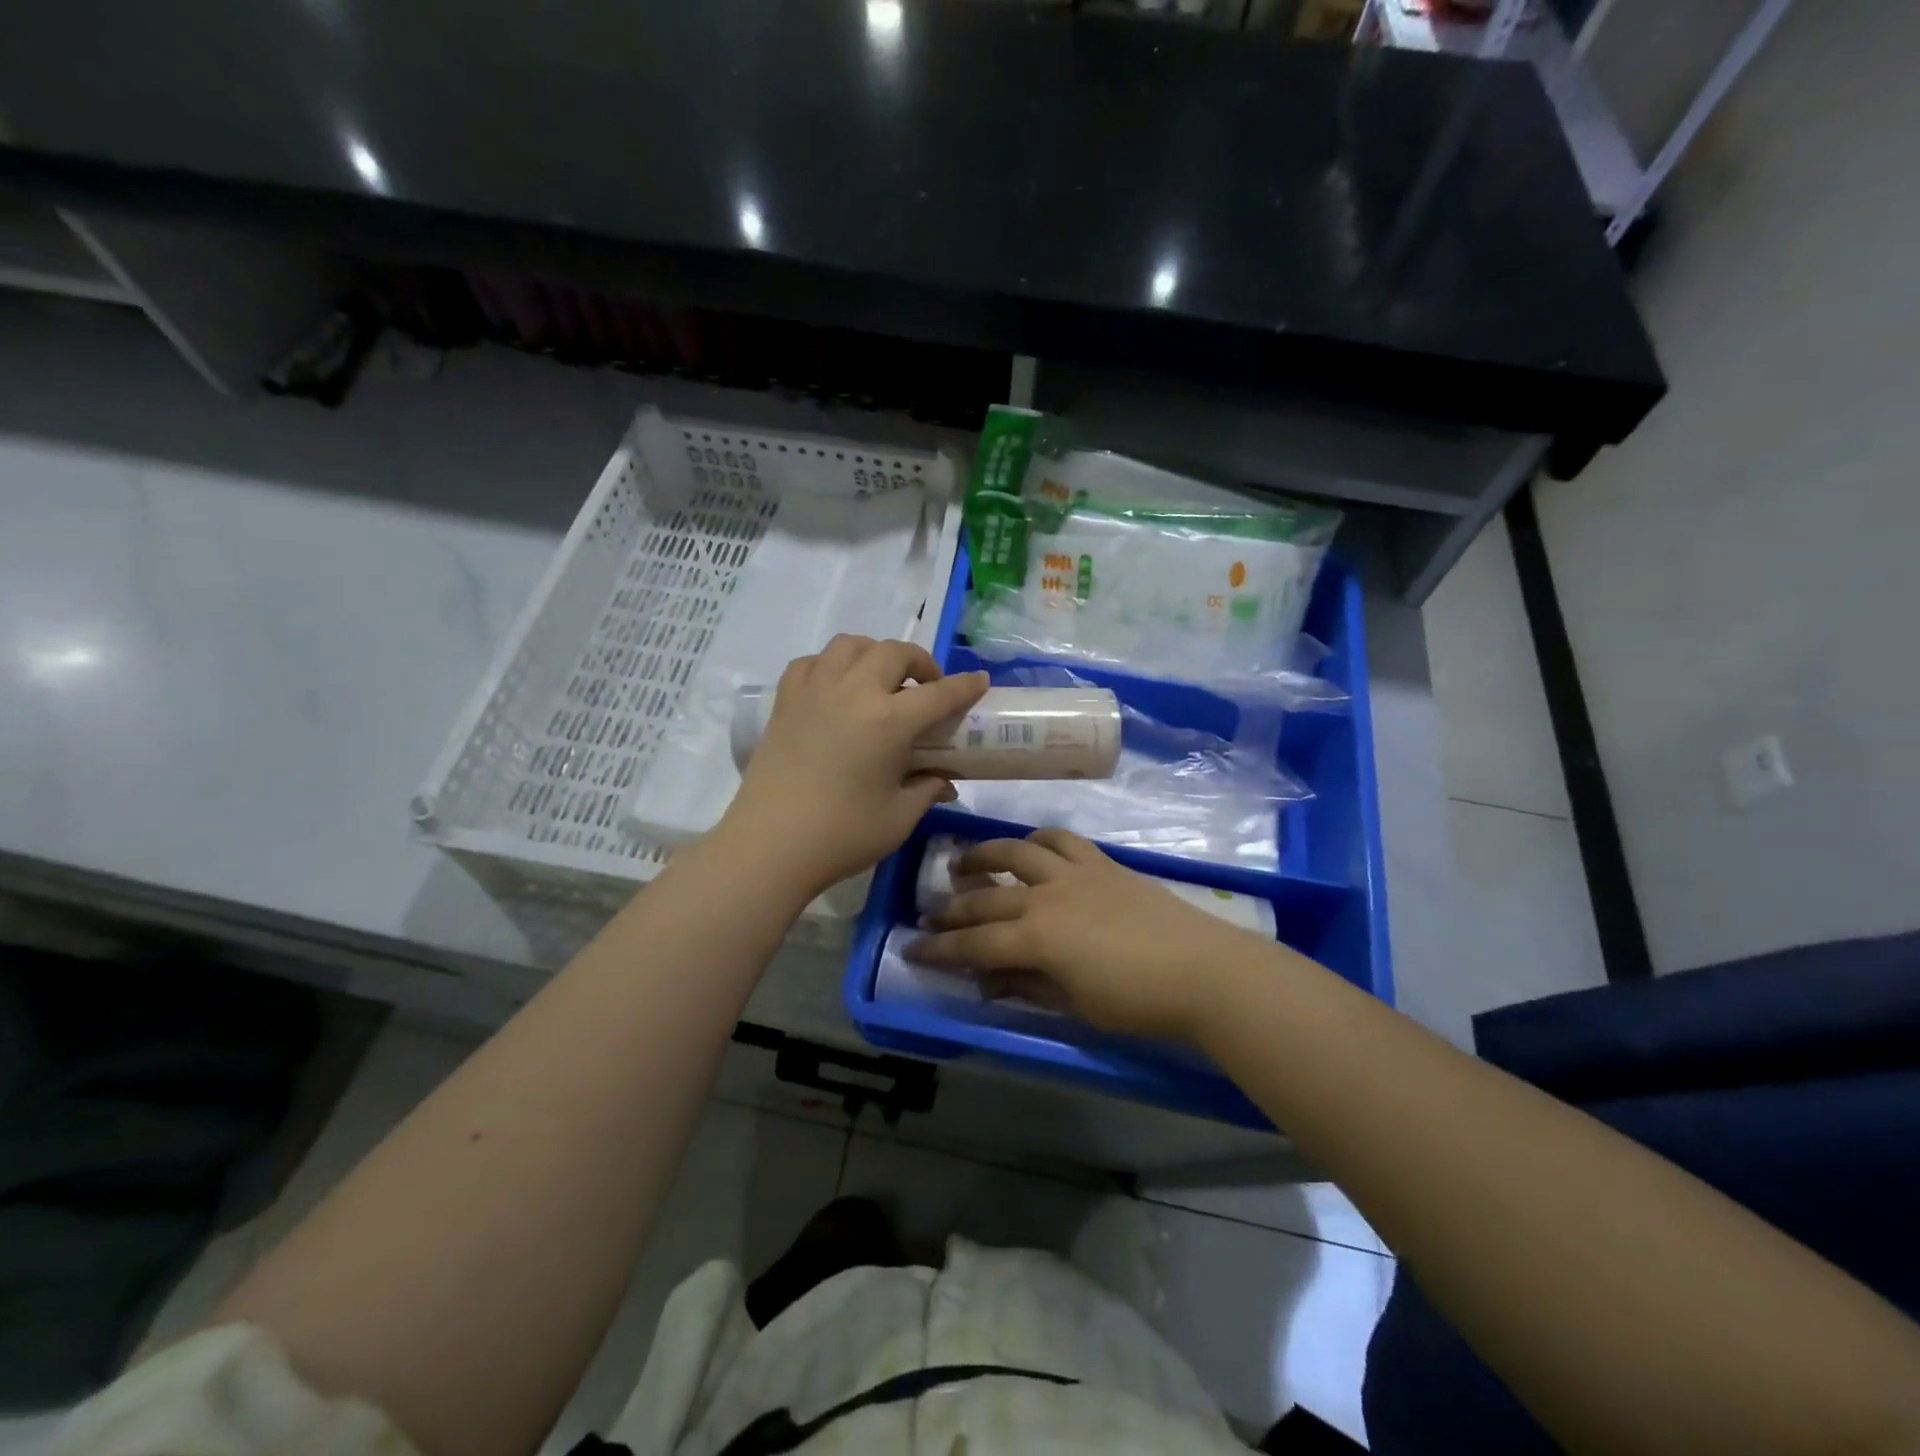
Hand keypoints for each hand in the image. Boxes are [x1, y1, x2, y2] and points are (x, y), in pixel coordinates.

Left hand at [723, 635, 988, 900]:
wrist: (770, 846)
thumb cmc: (842, 835)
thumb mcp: (899, 817)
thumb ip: (927, 790)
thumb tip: (944, 780)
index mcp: (889, 721)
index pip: (939, 693)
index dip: (964, 686)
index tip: (979, 681)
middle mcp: (853, 692)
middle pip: (894, 652)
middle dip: (919, 662)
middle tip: (927, 687)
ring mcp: (814, 691)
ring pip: (850, 645)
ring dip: (875, 654)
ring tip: (881, 679)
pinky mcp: (785, 702)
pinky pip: (811, 662)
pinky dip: (831, 665)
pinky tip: (836, 687)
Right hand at [907, 828, 1259, 1042]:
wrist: (1202, 969)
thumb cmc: (1137, 1000)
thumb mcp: (1074, 1004)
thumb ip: (1026, 986)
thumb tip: (987, 981)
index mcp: (1036, 938)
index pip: (973, 944)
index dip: (939, 948)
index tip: (911, 948)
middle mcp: (1046, 896)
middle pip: (986, 898)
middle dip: (952, 907)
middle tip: (930, 913)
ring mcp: (1074, 873)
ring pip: (1016, 851)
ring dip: (984, 855)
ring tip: (963, 863)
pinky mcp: (1100, 863)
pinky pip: (1061, 839)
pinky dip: (1037, 840)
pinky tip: (1029, 847)